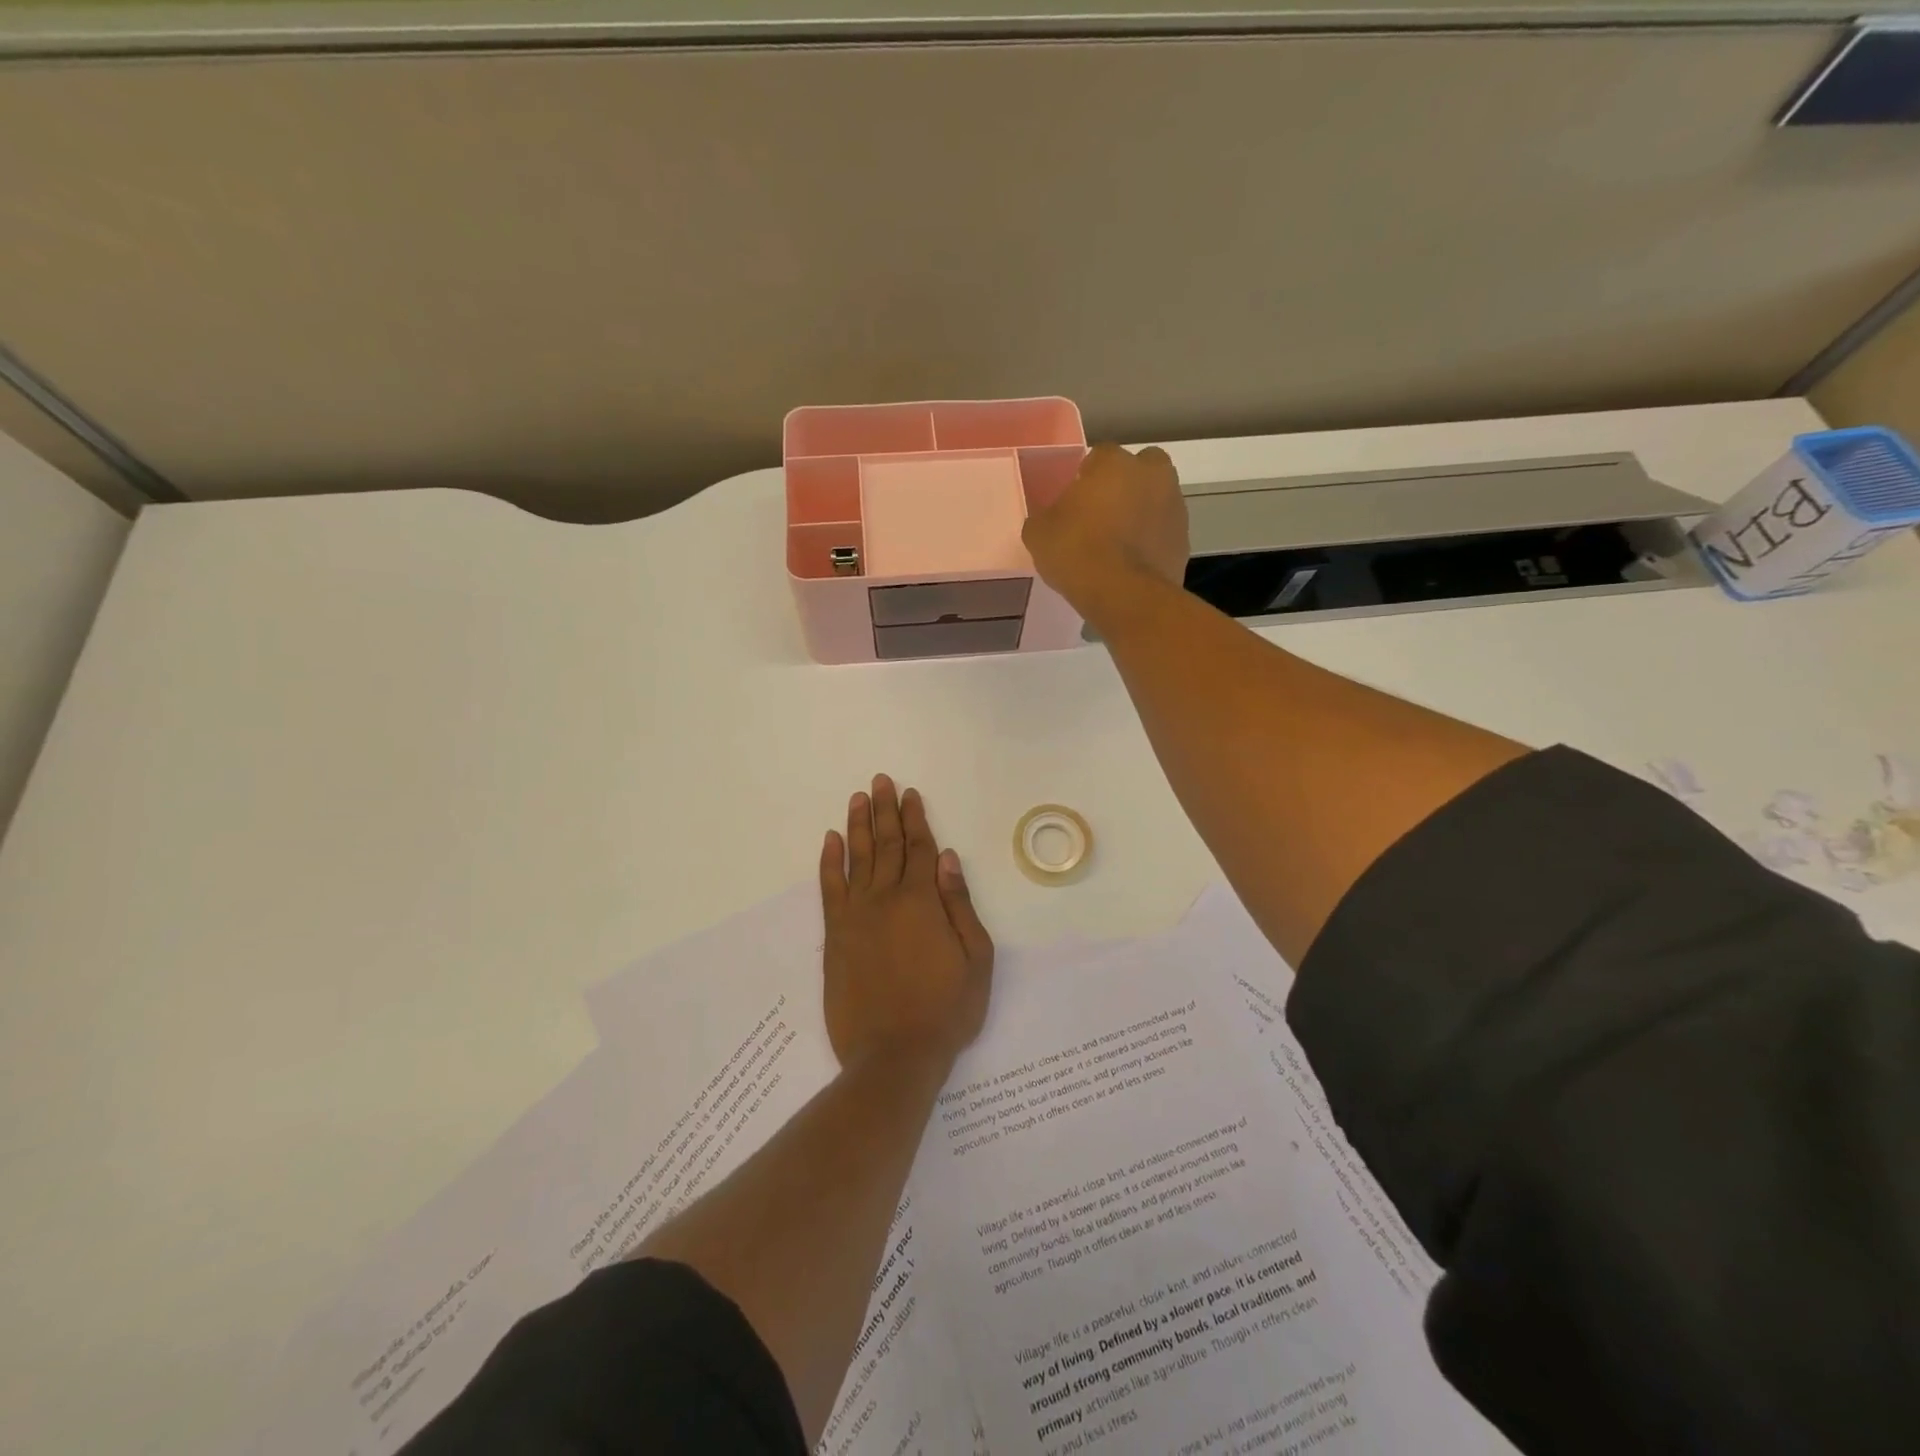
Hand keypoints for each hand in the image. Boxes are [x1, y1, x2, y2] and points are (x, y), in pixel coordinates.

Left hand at [819, 775, 993, 1070]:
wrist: (894, 1054)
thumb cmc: (946, 1009)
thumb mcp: (975, 958)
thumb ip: (960, 904)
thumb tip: (948, 858)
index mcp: (922, 901)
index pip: (918, 848)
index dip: (915, 819)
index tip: (909, 793)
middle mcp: (885, 899)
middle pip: (886, 845)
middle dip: (885, 810)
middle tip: (880, 781)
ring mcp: (856, 916)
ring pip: (856, 858)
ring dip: (858, 825)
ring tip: (858, 798)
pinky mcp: (835, 936)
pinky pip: (830, 889)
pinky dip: (829, 862)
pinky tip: (831, 840)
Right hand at [1022, 443, 1189, 626]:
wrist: (1125, 595)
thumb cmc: (1077, 553)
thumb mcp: (1038, 533)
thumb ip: (1045, 515)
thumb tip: (1050, 516)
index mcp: (1113, 462)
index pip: (1098, 456)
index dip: (1085, 478)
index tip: (1075, 501)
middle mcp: (1151, 473)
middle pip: (1138, 468)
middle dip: (1124, 484)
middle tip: (1103, 513)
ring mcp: (1173, 505)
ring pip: (1155, 498)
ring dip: (1141, 511)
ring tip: (1118, 543)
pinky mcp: (1184, 538)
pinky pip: (1163, 530)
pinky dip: (1151, 539)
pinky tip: (1132, 562)